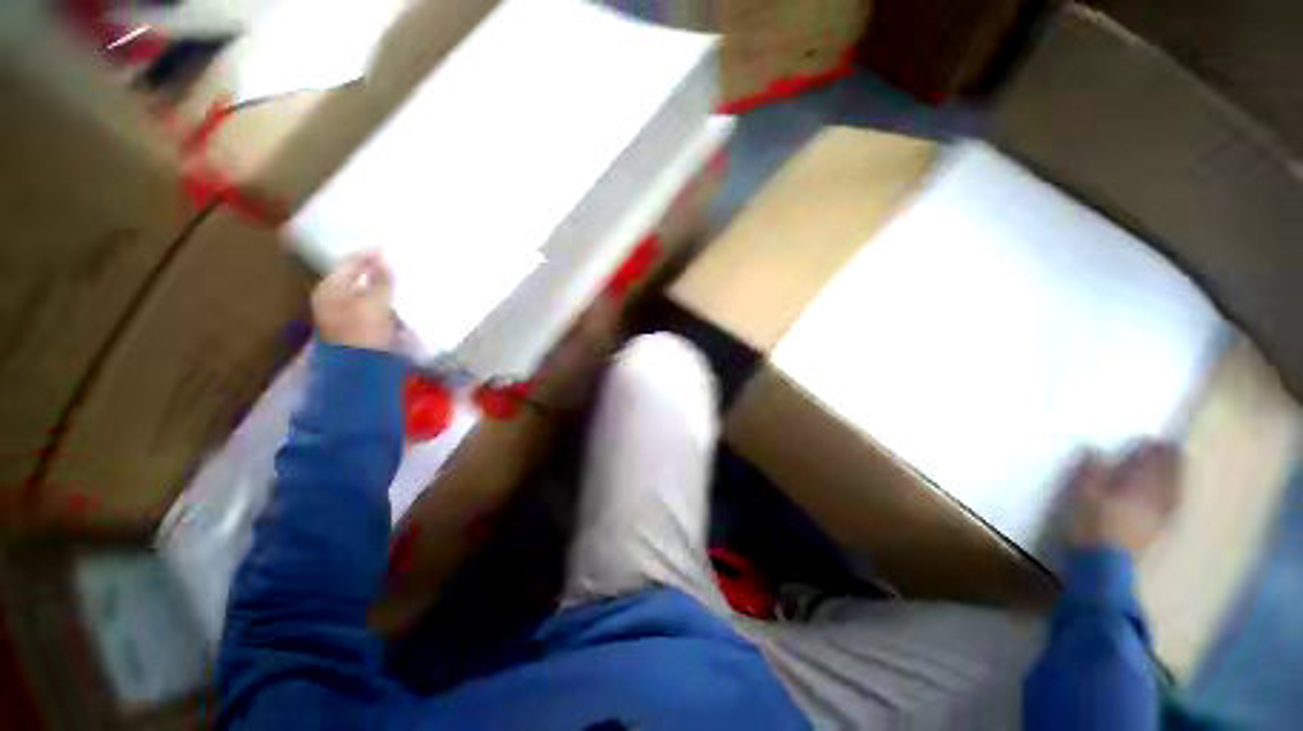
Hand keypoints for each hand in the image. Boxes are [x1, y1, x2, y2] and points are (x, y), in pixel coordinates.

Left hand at [312, 252, 395, 350]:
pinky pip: (375, 310)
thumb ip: (381, 279)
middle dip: (376, 272)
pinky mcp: (360, 330)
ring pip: (367, 295)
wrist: (361, 369)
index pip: (350, 263)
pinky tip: (400, 303)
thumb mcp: (375, 302)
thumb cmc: (364, 330)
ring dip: (383, 289)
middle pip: (357, 279)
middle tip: (397, 264)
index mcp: (330, 289)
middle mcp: (333, 299)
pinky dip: (386, 305)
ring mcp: (345, 316)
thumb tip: (383, 257)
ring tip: (403, 282)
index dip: (369, 255)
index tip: (388, 247)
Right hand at [1066, 440, 1181, 555]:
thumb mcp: (1081, 497)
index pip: (1151, 464)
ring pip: (1174, 493)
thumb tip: (1094, 449)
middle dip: (1171, 464)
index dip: (1154, 451)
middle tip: (1172, 450)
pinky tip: (1171, 499)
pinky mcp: (1158, 535)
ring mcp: (1160, 519)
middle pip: (1168, 478)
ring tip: (1174, 471)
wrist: (1104, 569)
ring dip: (1176, 480)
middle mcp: (1156, 500)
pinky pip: (1172, 508)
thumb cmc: (1091, 527)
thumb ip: (1090, 473)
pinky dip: (1174, 498)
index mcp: (1138, 487)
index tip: (1154, 439)